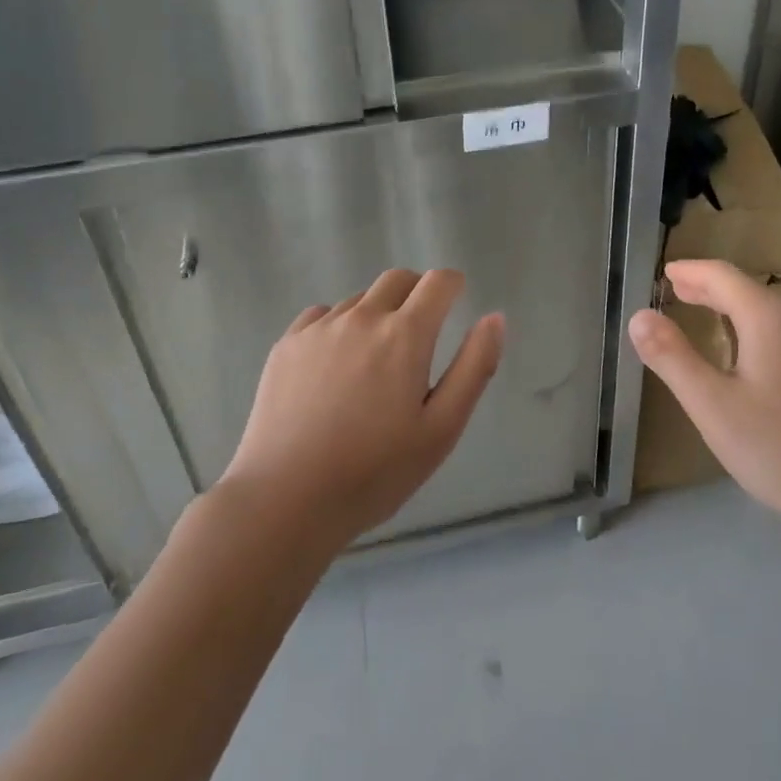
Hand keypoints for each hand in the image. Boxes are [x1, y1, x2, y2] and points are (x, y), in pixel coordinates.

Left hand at [220, 269, 502, 550]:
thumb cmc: (374, 472)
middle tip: (420, 332)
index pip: (438, 282)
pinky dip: (338, 327)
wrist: (285, 500)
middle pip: (398, 279)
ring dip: (377, 314)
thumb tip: (495, 318)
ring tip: (374, 362)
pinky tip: (334, 367)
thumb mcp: (441, 429)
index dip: (453, 285)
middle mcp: (362, 317)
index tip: (456, 301)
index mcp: (405, 335)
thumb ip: (473, 367)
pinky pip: (322, 316)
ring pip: (359, 300)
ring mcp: (320, 328)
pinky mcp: (287, 344)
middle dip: (417, 293)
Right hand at [628, 259, 780, 545]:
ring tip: (709, 319)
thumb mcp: (712, 405)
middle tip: (679, 290)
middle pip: (750, 292)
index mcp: (770, 320)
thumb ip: (672, 358)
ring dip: (735, 309)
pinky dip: (758, 331)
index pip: (724, 277)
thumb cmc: (780, 449)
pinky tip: (753, 360)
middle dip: (711, 288)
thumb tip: (639, 316)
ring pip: (773, 315)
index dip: (692, 271)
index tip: (667, 271)